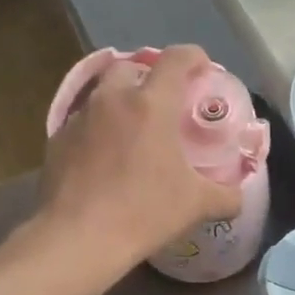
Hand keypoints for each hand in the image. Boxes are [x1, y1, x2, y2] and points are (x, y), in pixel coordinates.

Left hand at [40, 44, 242, 272]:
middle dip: (151, 75)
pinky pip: (84, 121)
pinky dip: (99, 128)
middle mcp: (113, 99)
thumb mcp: (196, 205)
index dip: (194, 56)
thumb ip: (226, 196)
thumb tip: (238, 198)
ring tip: (134, 128)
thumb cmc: (144, 212)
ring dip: (121, 100)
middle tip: (165, 101)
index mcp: (151, 104)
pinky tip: (106, 156)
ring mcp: (80, 117)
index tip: (203, 67)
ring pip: (103, 93)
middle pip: (132, 67)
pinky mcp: (57, 140)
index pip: (176, 59)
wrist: (78, 238)